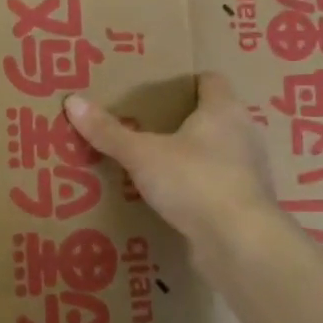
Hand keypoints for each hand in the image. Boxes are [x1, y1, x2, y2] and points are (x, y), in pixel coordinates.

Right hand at [66, 73, 277, 246]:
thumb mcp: (142, 155)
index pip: (211, 81)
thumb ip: (108, 132)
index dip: (188, 81)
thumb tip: (72, 101)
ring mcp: (249, 171)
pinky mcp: (246, 204)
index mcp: (224, 110)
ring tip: (161, 162)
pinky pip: (219, 185)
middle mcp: (244, 134)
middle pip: (216, 116)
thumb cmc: (194, 181)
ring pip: (220, 152)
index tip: (162, 88)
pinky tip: (177, 198)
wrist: (240, 242)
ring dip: (196, 155)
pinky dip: (201, 186)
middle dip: (188, 120)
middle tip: (152, 125)